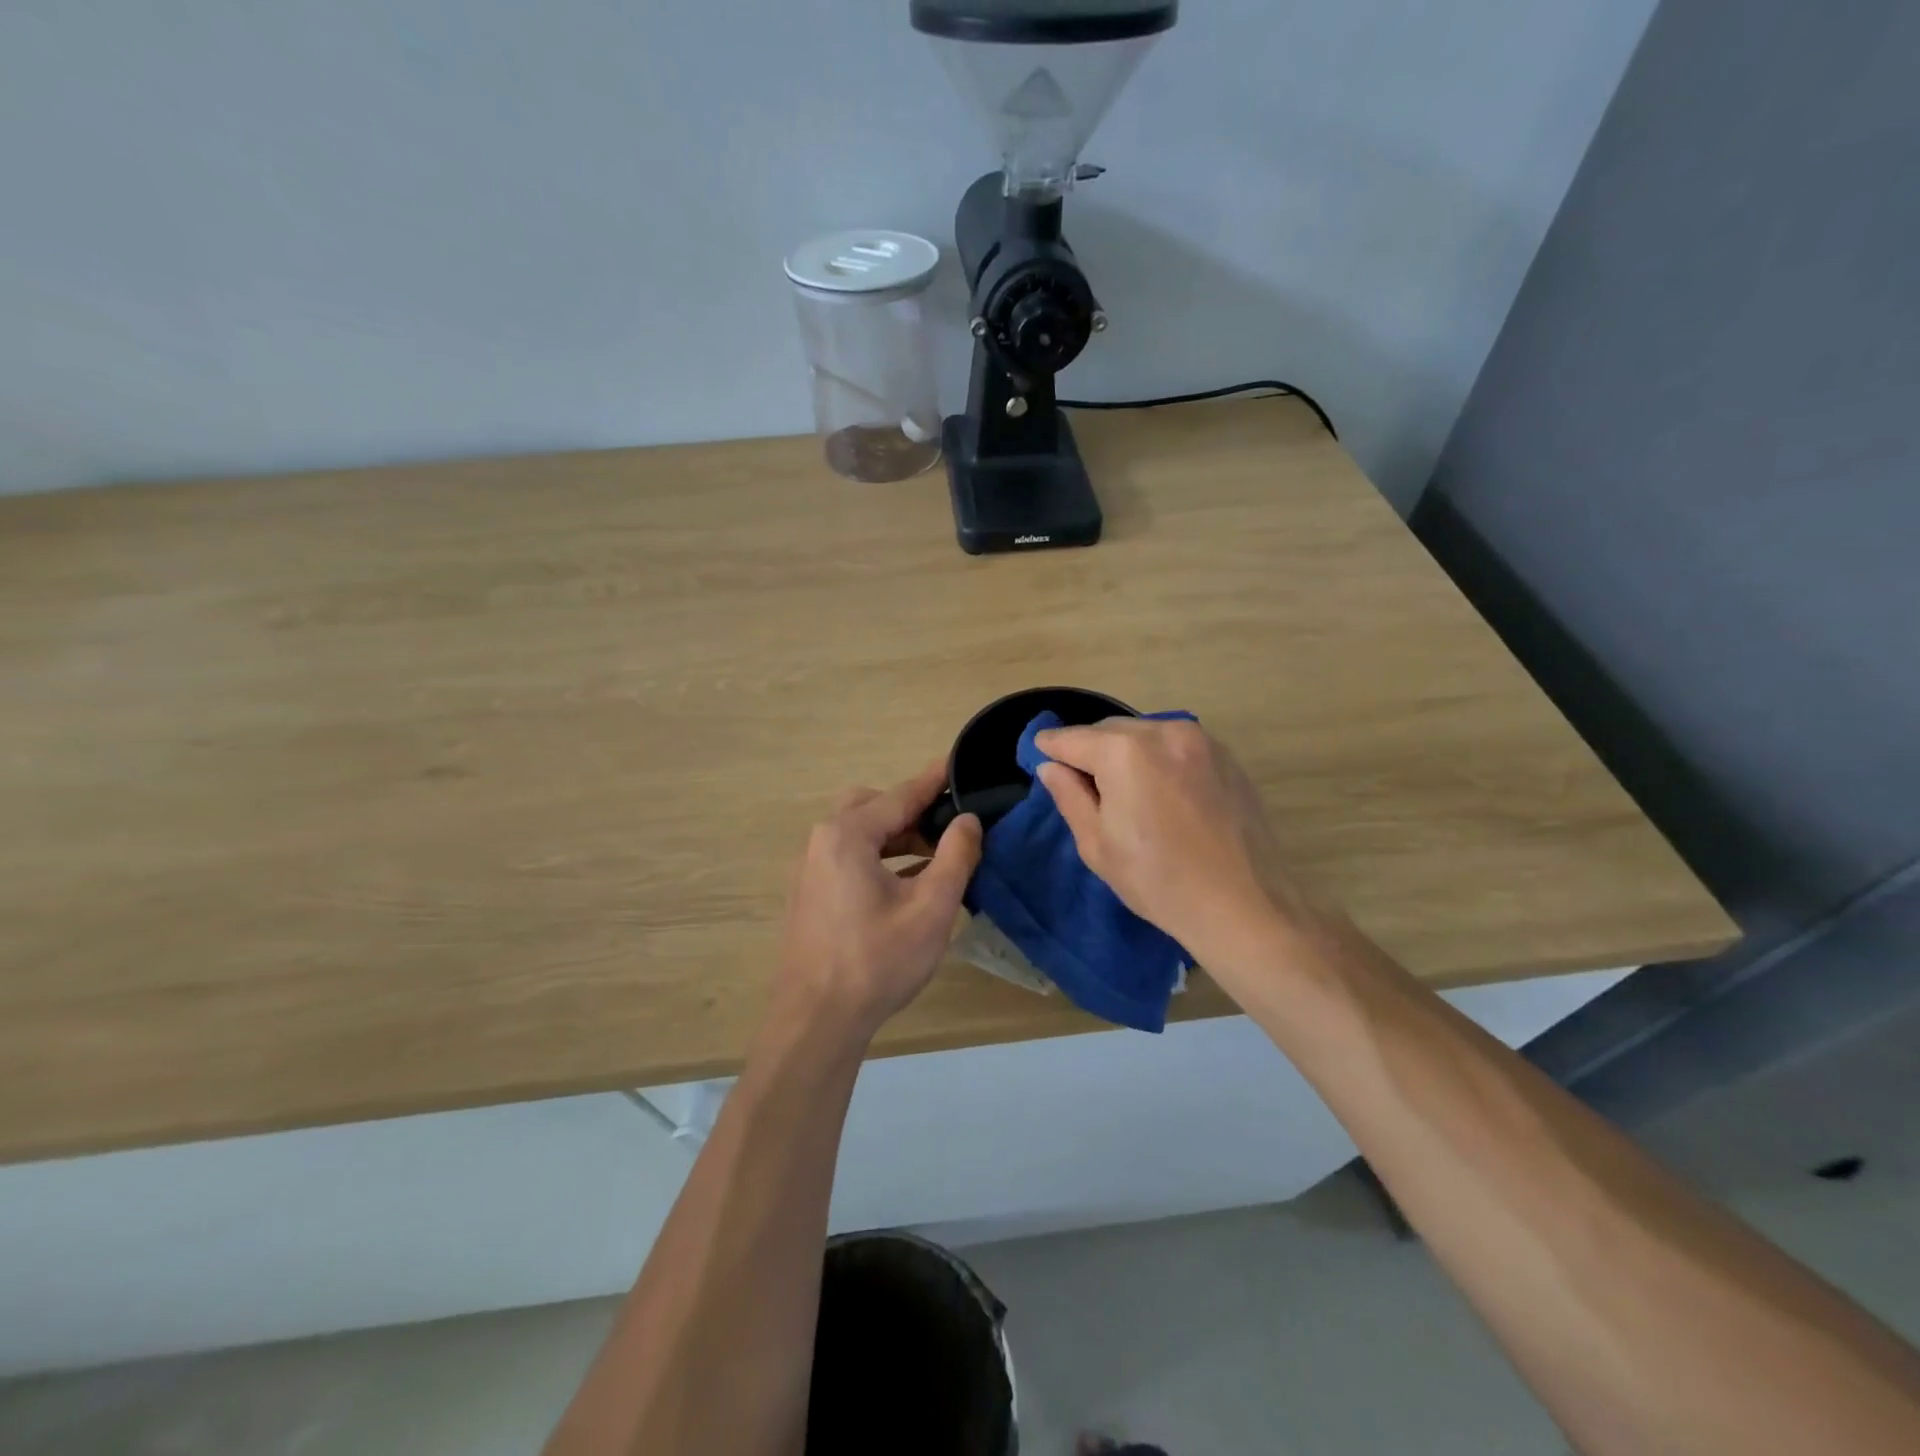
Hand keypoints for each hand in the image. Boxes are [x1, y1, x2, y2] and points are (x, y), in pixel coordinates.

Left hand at [771, 761, 982, 1045]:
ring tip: (937, 853)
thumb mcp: (930, 908)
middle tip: (949, 824)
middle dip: (911, 809)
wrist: (816, 1021)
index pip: (900, 796)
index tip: (958, 762)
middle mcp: (821, 841)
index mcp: (847, 835)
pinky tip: (908, 881)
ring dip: (896, 836)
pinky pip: (848, 857)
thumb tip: (967, 820)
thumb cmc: (877, 961)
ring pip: (859, 833)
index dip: (933, 781)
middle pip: (873, 806)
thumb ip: (954, 856)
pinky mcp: (810, 893)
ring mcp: (810, 868)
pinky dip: (879, 856)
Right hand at [1035, 718, 1305, 957]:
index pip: (1072, 739)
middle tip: (1081, 782)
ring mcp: (1202, 741)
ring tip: (1124, 790)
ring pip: (1146, 733)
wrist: (1244, 907)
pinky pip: (1177, 746)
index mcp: (1125, 752)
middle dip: (1090, 749)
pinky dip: (1159, 758)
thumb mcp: (1098, 845)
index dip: (1050, 747)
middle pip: (1110, 730)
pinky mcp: (1227, 758)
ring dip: (1126, 751)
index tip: (1039, 753)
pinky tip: (1161, 793)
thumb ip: (1070, 796)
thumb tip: (1051, 767)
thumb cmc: (1158, 882)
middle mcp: (1164, 731)